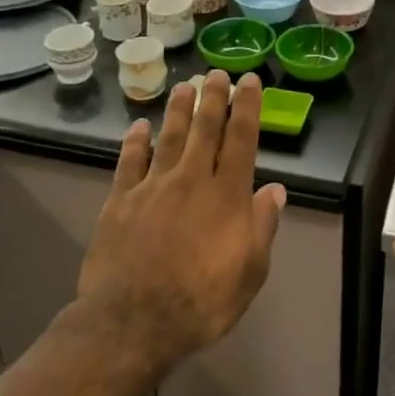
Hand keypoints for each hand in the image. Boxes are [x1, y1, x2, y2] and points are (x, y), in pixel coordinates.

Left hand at [79, 71, 285, 372]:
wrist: (133, 322)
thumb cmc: (201, 301)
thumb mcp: (250, 272)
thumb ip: (262, 227)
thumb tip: (274, 190)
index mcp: (226, 195)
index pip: (241, 139)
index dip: (247, 107)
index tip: (249, 81)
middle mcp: (191, 180)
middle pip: (204, 129)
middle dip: (212, 98)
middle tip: (215, 73)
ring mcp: (152, 187)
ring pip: (168, 138)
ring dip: (177, 110)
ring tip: (184, 87)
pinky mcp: (119, 202)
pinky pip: (129, 163)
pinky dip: (134, 142)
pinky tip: (138, 127)